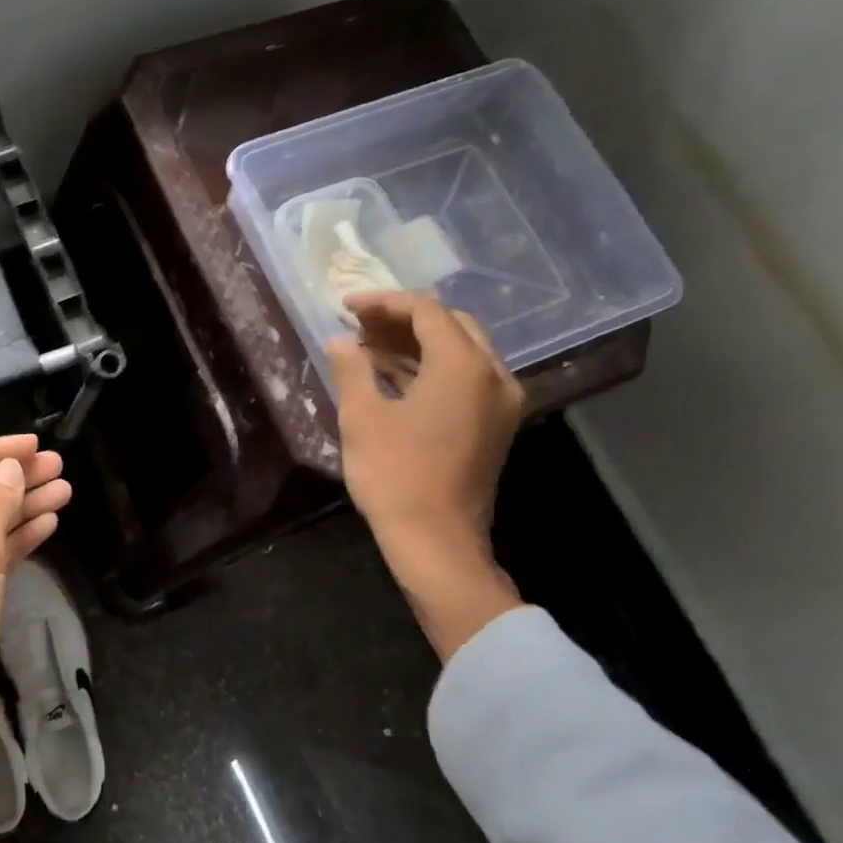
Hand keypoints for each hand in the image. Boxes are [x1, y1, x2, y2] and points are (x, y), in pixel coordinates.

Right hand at [326, 292, 524, 660]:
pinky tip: (394, 375)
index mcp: (463, 367)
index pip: (427, 312)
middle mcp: (494, 376)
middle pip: (452, 326)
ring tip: (369, 347)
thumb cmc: (395, 475)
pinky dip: (432, 368)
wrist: (436, 540)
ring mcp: (500, 402)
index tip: (347, 306)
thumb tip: (341, 340)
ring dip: (417, 343)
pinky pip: (466, 377)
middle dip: (403, 319)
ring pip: (462, 351)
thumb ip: (352, 369)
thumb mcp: (362, 417)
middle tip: (360, 325)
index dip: (384, 302)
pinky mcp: (496, 424)